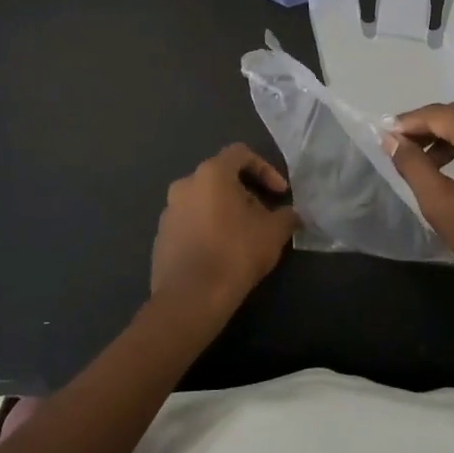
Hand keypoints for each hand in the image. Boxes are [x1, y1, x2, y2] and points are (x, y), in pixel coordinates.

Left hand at [152, 145, 298, 318]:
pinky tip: (220, 255)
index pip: (240, 153)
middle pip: (221, 178)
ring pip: (204, 201)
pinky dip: (207, 230)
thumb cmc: (235, 254)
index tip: (279, 194)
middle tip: (263, 218)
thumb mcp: (273, 233)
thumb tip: (292, 215)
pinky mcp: (161, 237)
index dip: (265, 169)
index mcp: (211, 174)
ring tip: (243, 238)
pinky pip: (190, 223)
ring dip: (225, 212)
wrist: (190, 299)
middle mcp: (185, 184)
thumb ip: (286, 216)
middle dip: (246, 194)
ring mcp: (168, 211)